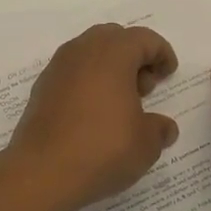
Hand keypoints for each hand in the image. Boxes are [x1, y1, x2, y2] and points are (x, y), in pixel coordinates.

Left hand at [6, 25, 180, 210]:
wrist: (42, 172)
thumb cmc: (102, 149)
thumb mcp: (146, 144)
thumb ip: (159, 129)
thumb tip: (163, 127)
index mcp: (112, 54)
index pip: (144, 39)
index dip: (161, 53)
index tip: (168, 75)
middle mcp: (82, 51)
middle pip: (113, 38)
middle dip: (133, 56)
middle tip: (144, 87)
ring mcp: (57, 68)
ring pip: (89, 53)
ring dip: (109, 68)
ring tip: (120, 103)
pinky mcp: (41, 89)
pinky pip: (71, 73)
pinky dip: (87, 82)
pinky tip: (94, 114)